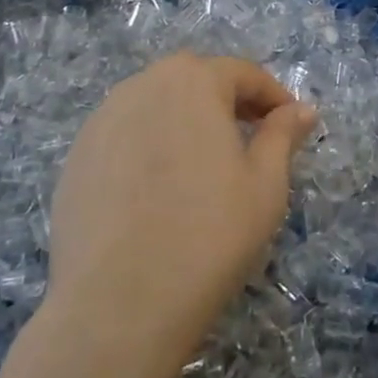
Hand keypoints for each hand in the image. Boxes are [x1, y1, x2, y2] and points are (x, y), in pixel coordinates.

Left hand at [45, 53, 318, 377]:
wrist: (117, 304)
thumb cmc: (208, 235)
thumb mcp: (265, 184)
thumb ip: (282, 135)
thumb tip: (302, 110)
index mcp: (192, 82)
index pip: (242, 73)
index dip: (272, 96)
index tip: (290, 125)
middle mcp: (142, 86)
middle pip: (194, 80)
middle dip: (226, 101)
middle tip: (249, 140)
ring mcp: (101, 121)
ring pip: (155, 105)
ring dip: (185, 121)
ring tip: (203, 166)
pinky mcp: (76, 158)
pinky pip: (125, 136)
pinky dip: (149, 147)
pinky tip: (158, 191)